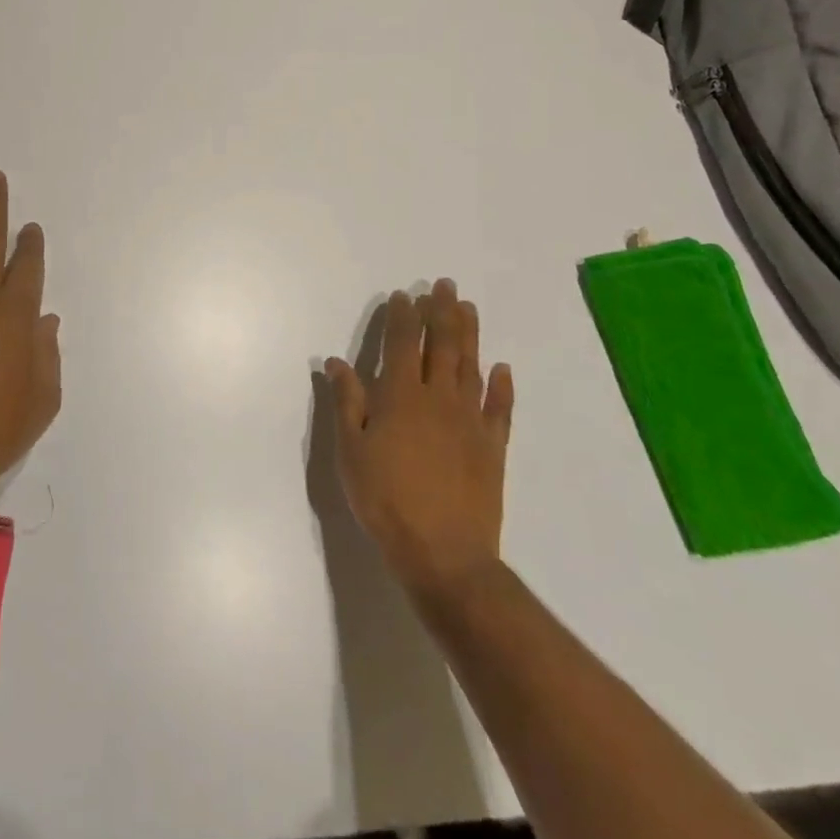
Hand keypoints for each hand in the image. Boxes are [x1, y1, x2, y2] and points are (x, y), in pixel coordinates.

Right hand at [325, 279, 513, 600]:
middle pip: (443, 345)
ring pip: (471, 366)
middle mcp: (438, 398)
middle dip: (441, 311)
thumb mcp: (351, 451)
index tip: (404, 294)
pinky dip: (502, 386)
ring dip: (470, 334)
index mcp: (401, 396)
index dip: (404, 316)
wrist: (443, 553)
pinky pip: (500, 408)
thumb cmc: (385, 499)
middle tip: (445, 285)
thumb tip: (337, 361)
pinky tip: (503, 368)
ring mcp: (470, 421)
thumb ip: (346, 402)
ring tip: (468, 308)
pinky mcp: (493, 446)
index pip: (403, 344)